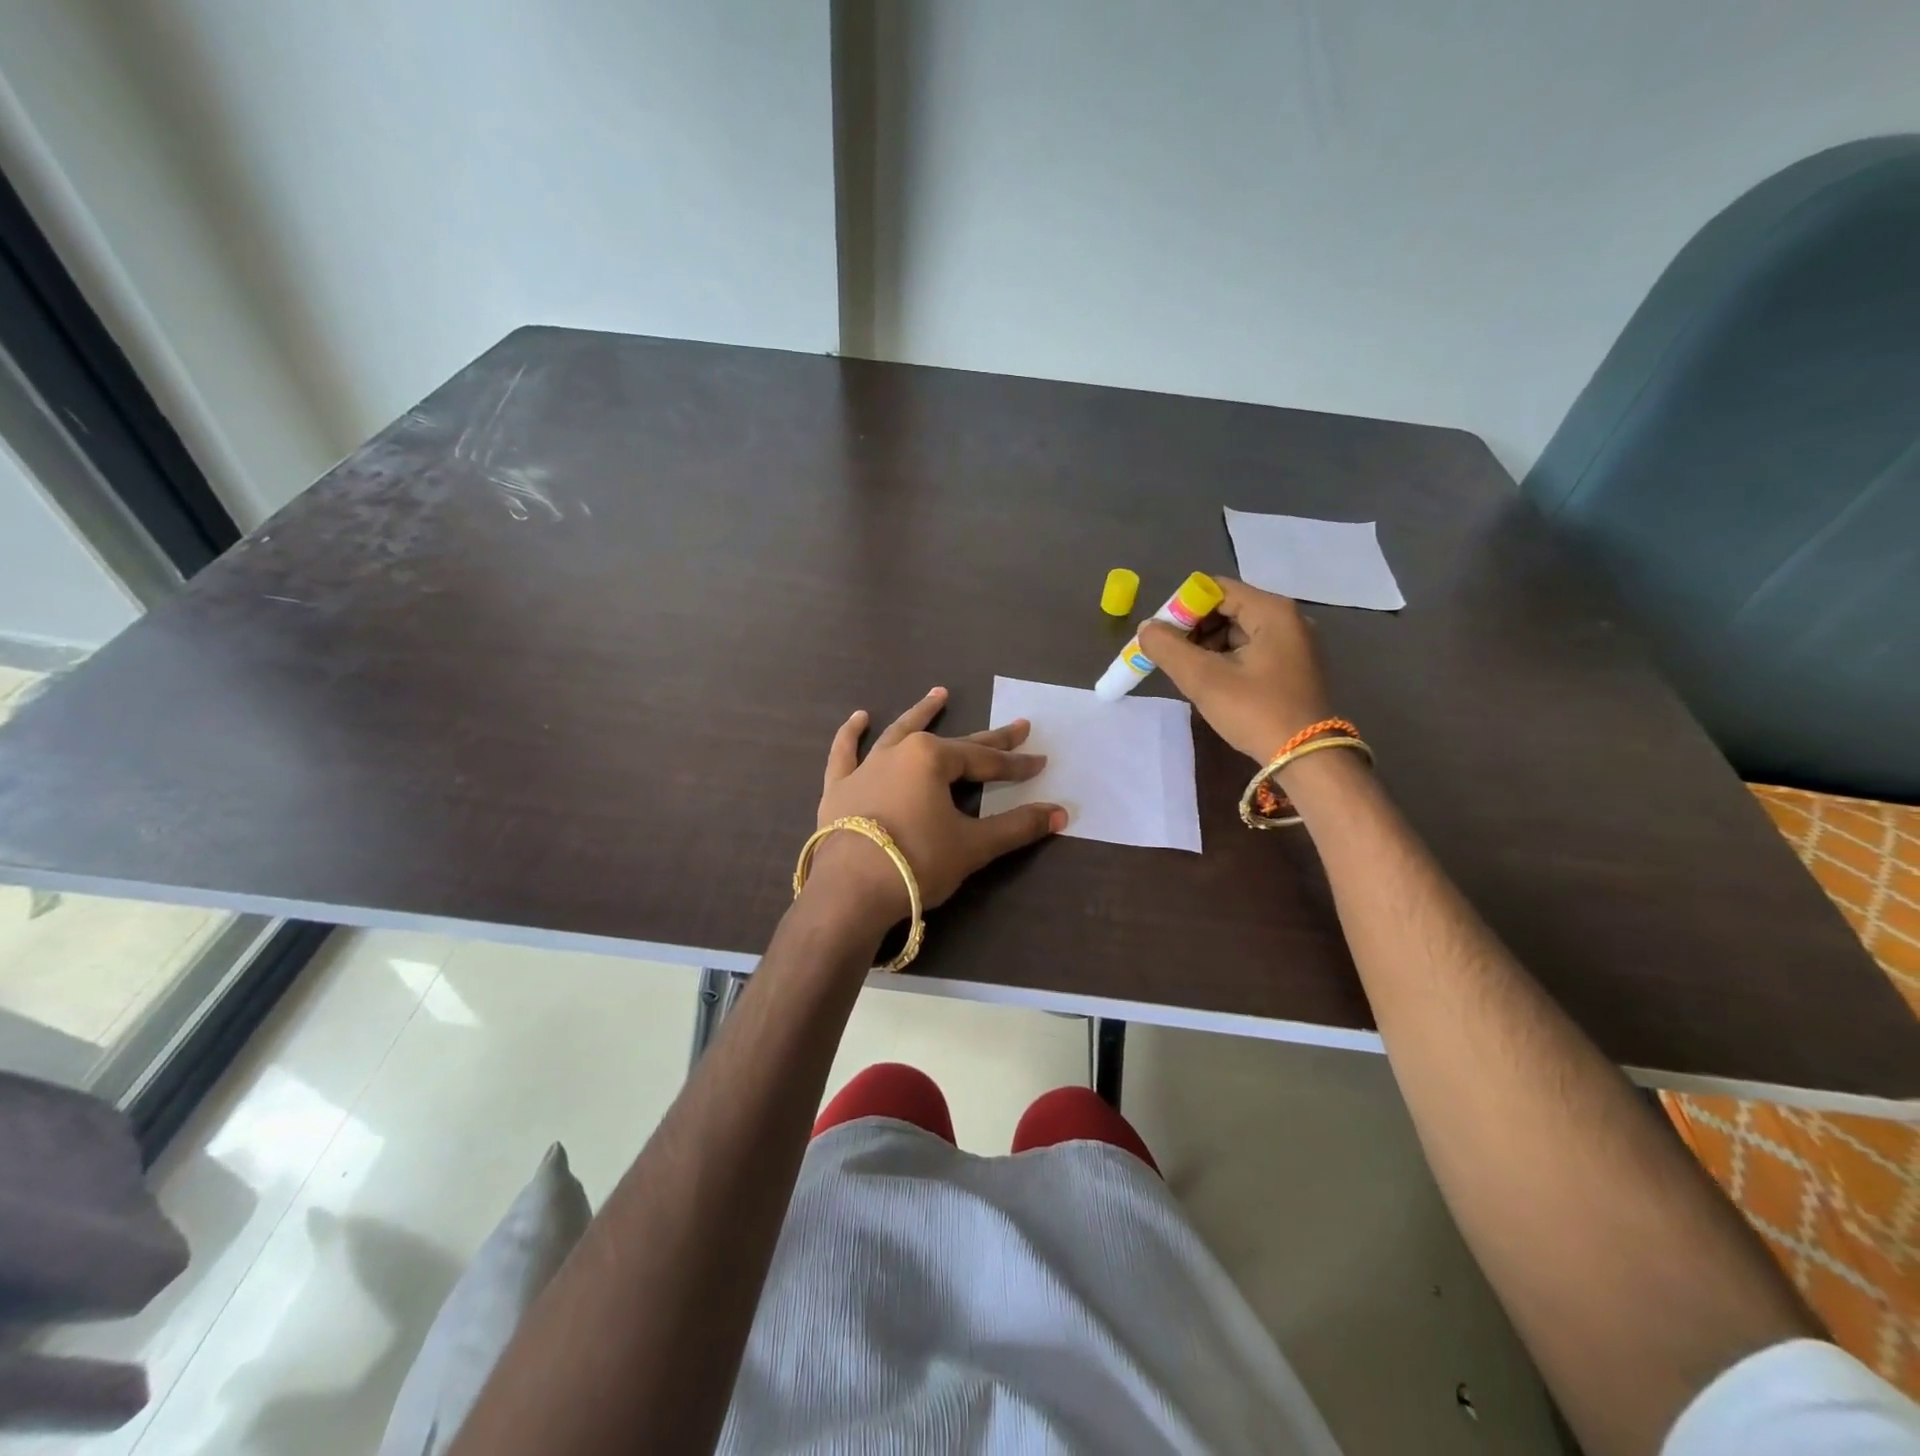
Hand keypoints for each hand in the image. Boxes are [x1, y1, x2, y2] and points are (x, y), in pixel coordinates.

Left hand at [806, 687, 1066, 931]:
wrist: (850, 892)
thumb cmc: (917, 862)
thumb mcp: (973, 846)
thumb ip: (1017, 827)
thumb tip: (1061, 813)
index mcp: (932, 758)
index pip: (985, 761)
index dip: (1015, 764)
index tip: (1040, 762)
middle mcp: (899, 752)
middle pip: (952, 744)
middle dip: (988, 740)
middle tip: (1017, 728)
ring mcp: (865, 768)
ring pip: (897, 733)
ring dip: (921, 713)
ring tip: (939, 694)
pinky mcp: (839, 789)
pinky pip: (844, 754)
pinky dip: (851, 735)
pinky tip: (859, 718)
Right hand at [1138, 579, 1332, 764]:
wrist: (1305, 757)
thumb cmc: (1255, 711)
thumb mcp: (1204, 679)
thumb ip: (1168, 648)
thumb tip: (1146, 628)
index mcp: (1271, 611)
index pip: (1215, 589)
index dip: (1182, 607)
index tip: (1161, 635)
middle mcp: (1286, 618)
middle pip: (1226, 607)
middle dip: (1192, 628)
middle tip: (1169, 655)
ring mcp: (1292, 643)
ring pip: (1236, 630)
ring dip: (1206, 646)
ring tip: (1187, 672)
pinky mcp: (1290, 666)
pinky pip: (1249, 648)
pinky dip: (1224, 658)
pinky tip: (1210, 681)